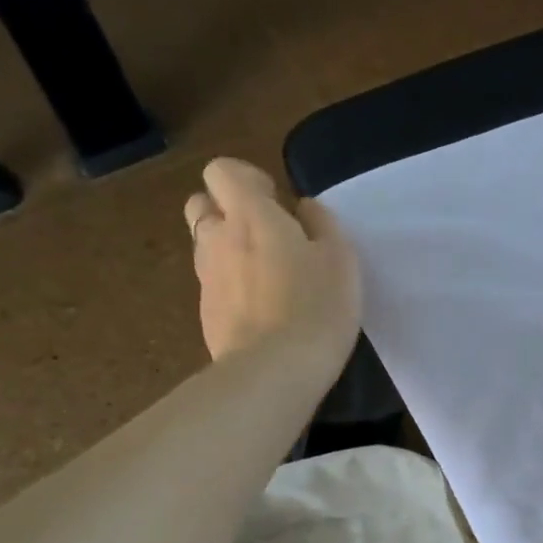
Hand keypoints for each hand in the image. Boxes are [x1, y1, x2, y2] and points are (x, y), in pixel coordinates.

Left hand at [185, 158, 360, 371]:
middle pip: (201, 205)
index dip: (246, 178)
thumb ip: (322, 223)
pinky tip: (262, 310)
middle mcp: (217, 239)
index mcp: (250, 215)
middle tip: (266, 234)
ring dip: (229, 249)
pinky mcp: (206, 314)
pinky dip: (232, 286)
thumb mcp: (341, 258)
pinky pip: (214, 284)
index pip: (221, 171)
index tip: (276, 201)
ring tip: (267, 275)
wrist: (273, 371)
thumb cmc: (316, 306)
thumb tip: (303, 209)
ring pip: (206, 246)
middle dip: (227, 210)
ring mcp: (206, 279)